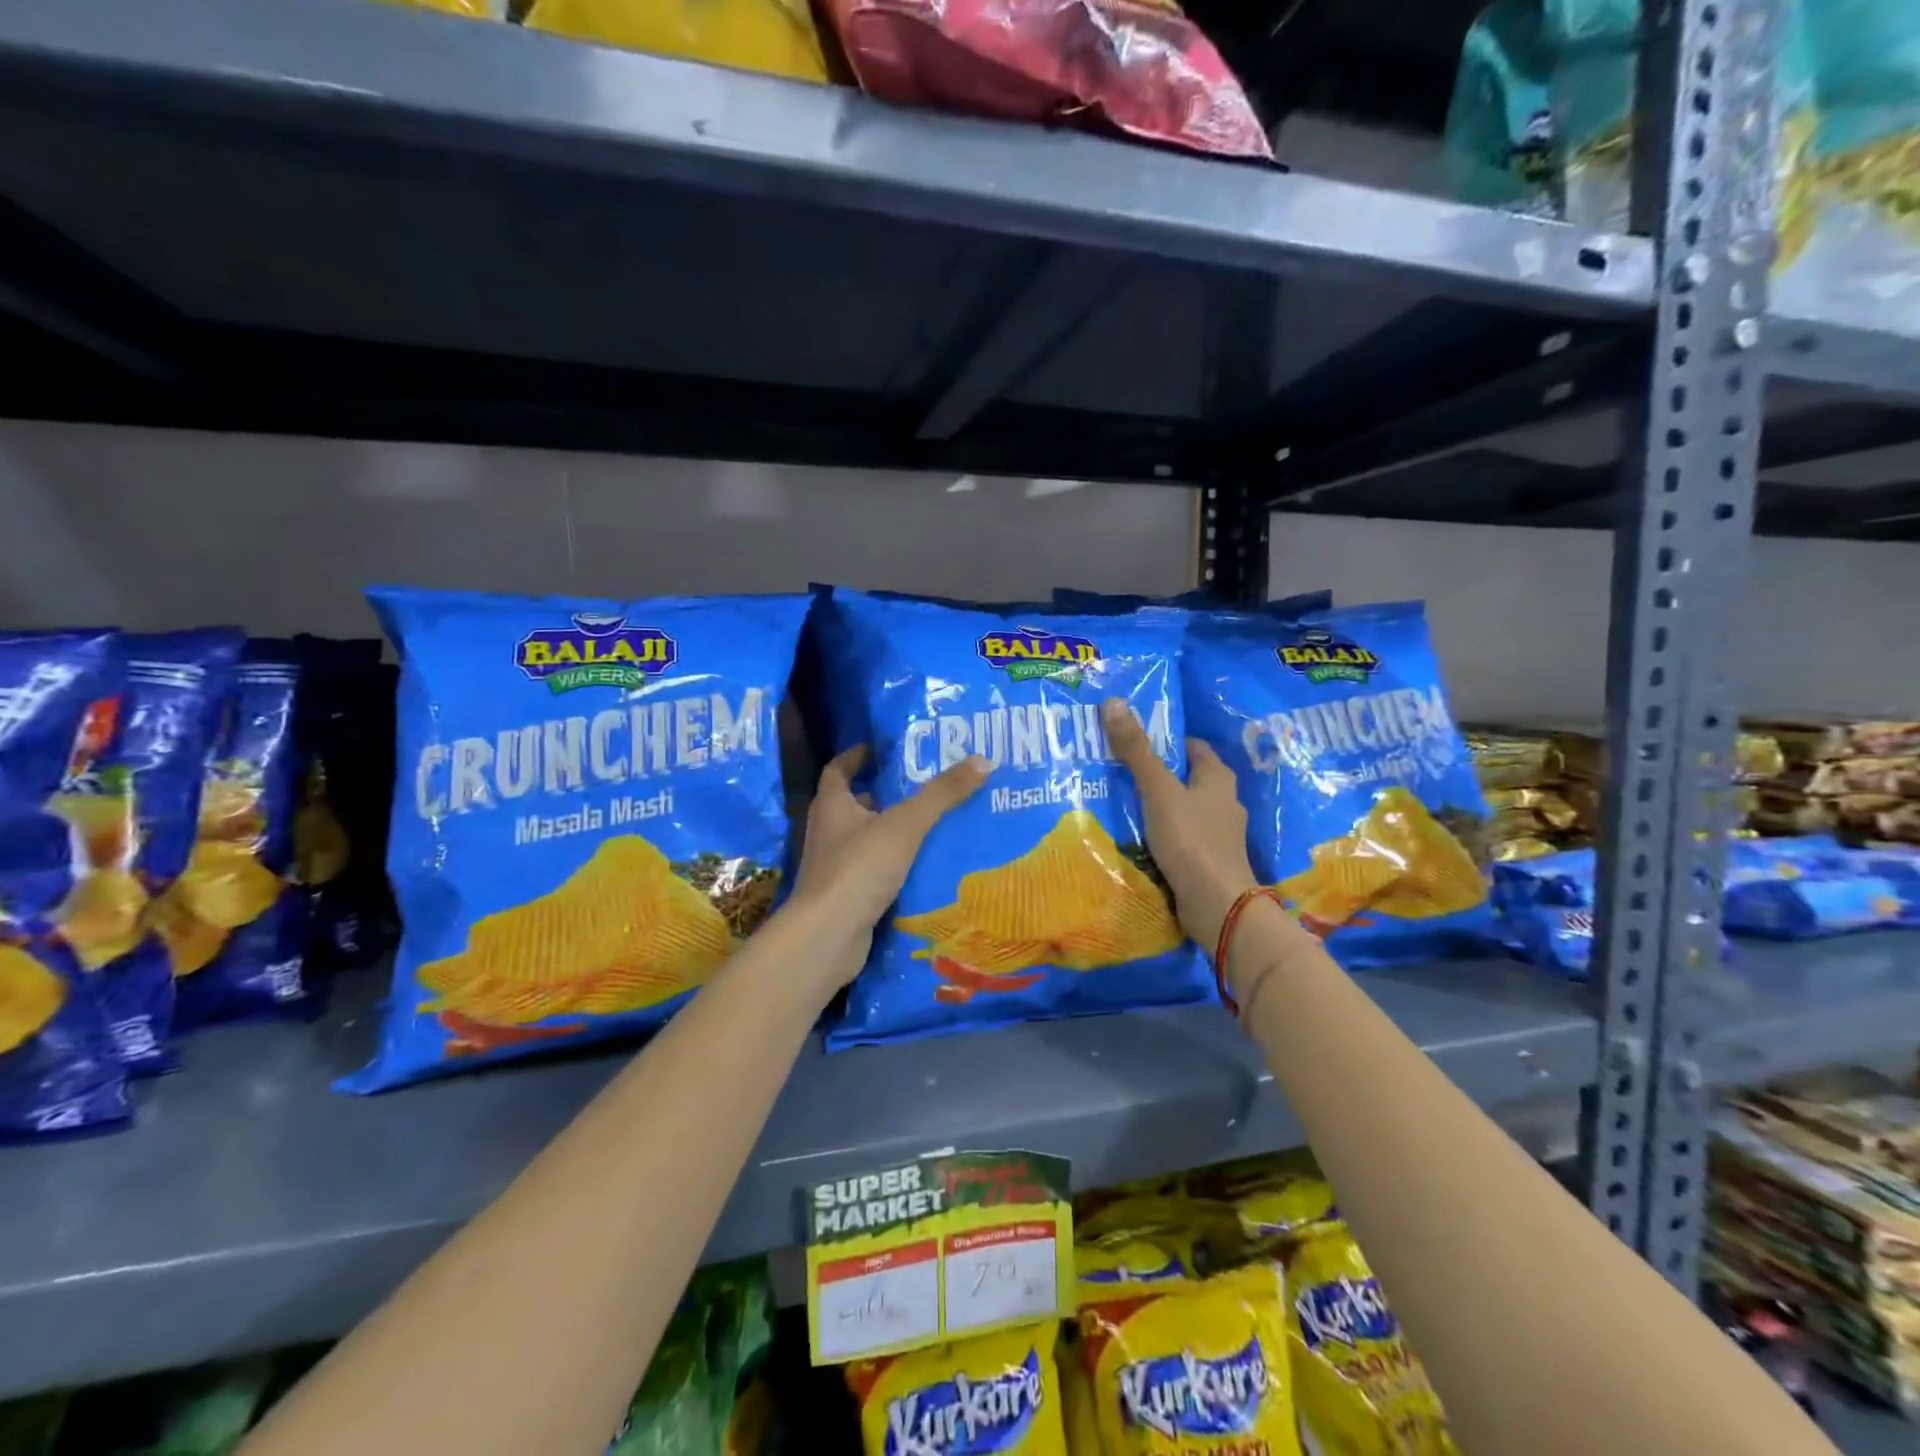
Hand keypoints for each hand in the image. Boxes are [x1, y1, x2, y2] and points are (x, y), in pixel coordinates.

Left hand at [790, 746, 989, 982]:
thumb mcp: (906, 825)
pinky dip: (895, 864)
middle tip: (924, 785)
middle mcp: (828, 832)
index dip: (858, 756)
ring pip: (867, 839)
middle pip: (855, 804)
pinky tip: (924, 865)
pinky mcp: (846, 895)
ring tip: (933, 823)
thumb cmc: (859, 868)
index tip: (883, 748)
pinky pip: (874, 870)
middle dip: (886, 794)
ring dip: (893, 830)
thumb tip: (982, 759)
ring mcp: (834, 867)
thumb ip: (942, 794)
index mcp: (832, 805)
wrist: (828, 937)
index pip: (839, 769)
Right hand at [1100, 698, 1257, 951]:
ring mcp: (1219, 834)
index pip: (1191, 747)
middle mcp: (1224, 801)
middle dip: (1156, 774)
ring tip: (1120, 804)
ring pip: (1183, 810)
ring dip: (1158, 807)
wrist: (1217, 905)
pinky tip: (1137, 839)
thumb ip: (1136, 750)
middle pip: (1186, 778)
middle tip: (1117, 771)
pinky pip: (1182, 838)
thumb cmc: (1191, 839)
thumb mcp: (1157, 790)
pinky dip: (1162, 835)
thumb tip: (1113, 701)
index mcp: (1218, 777)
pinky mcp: (1209, 861)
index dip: (1164, 741)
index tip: (1131, 742)